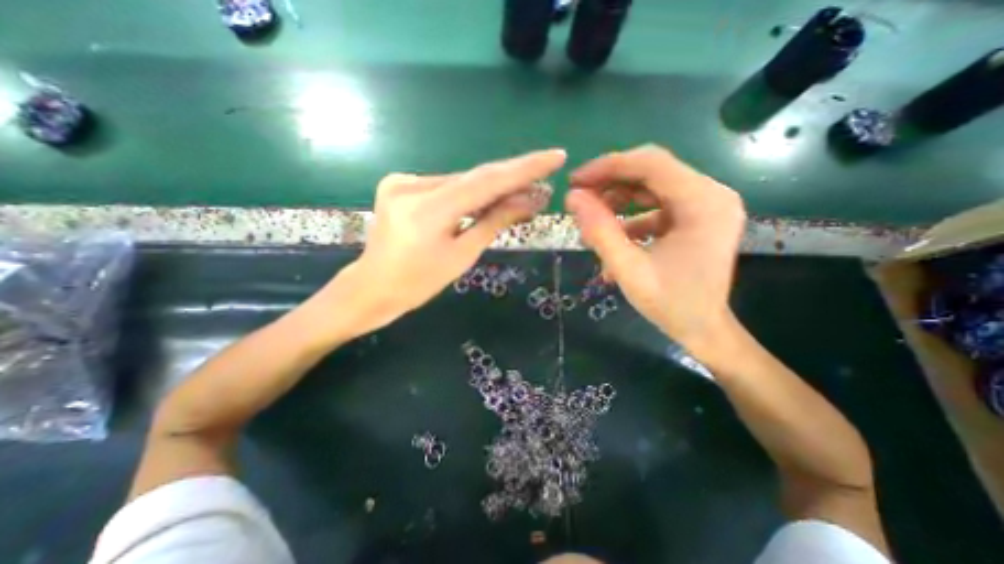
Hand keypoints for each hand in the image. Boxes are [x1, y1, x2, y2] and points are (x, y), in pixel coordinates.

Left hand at [326, 147, 566, 337]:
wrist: (372, 287)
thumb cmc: (419, 283)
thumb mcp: (462, 256)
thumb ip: (495, 222)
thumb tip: (531, 200)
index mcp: (428, 210)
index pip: (486, 181)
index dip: (524, 168)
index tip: (555, 156)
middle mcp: (412, 185)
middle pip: (474, 178)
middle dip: (512, 177)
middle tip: (544, 175)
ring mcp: (402, 181)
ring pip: (460, 181)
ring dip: (491, 187)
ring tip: (522, 192)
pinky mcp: (398, 183)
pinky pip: (444, 185)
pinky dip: (468, 191)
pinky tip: (486, 199)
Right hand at [565, 146, 743, 351]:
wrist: (703, 329)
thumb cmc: (670, 304)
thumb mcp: (628, 269)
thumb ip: (600, 230)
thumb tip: (572, 198)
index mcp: (704, 202)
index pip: (651, 164)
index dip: (608, 167)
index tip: (575, 181)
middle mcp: (711, 194)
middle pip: (652, 171)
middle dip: (610, 182)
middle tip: (579, 197)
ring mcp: (705, 205)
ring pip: (651, 186)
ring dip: (618, 199)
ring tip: (592, 219)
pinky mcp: (696, 217)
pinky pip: (656, 204)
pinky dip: (631, 215)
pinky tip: (614, 235)